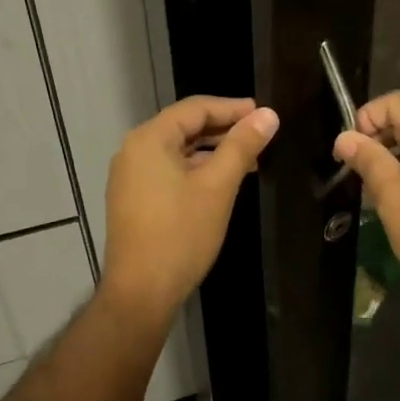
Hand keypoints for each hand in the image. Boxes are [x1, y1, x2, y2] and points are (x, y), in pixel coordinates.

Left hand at [102, 96, 278, 326]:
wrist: (141, 292)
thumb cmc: (181, 234)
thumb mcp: (218, 186)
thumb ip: (242, 146)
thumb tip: (268, 114)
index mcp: (149, 139)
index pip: (195, 108)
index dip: (232, 108)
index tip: (264, 114)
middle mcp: (134, 151)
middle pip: (185, 126)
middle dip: (224, 129)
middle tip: (261, 135)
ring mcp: (130, 177)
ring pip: (179, 151)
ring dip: (213, 150)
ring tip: (249, 159)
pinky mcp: (134, 199)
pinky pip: (169, 170)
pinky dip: (197, 169)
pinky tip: (222, 181)